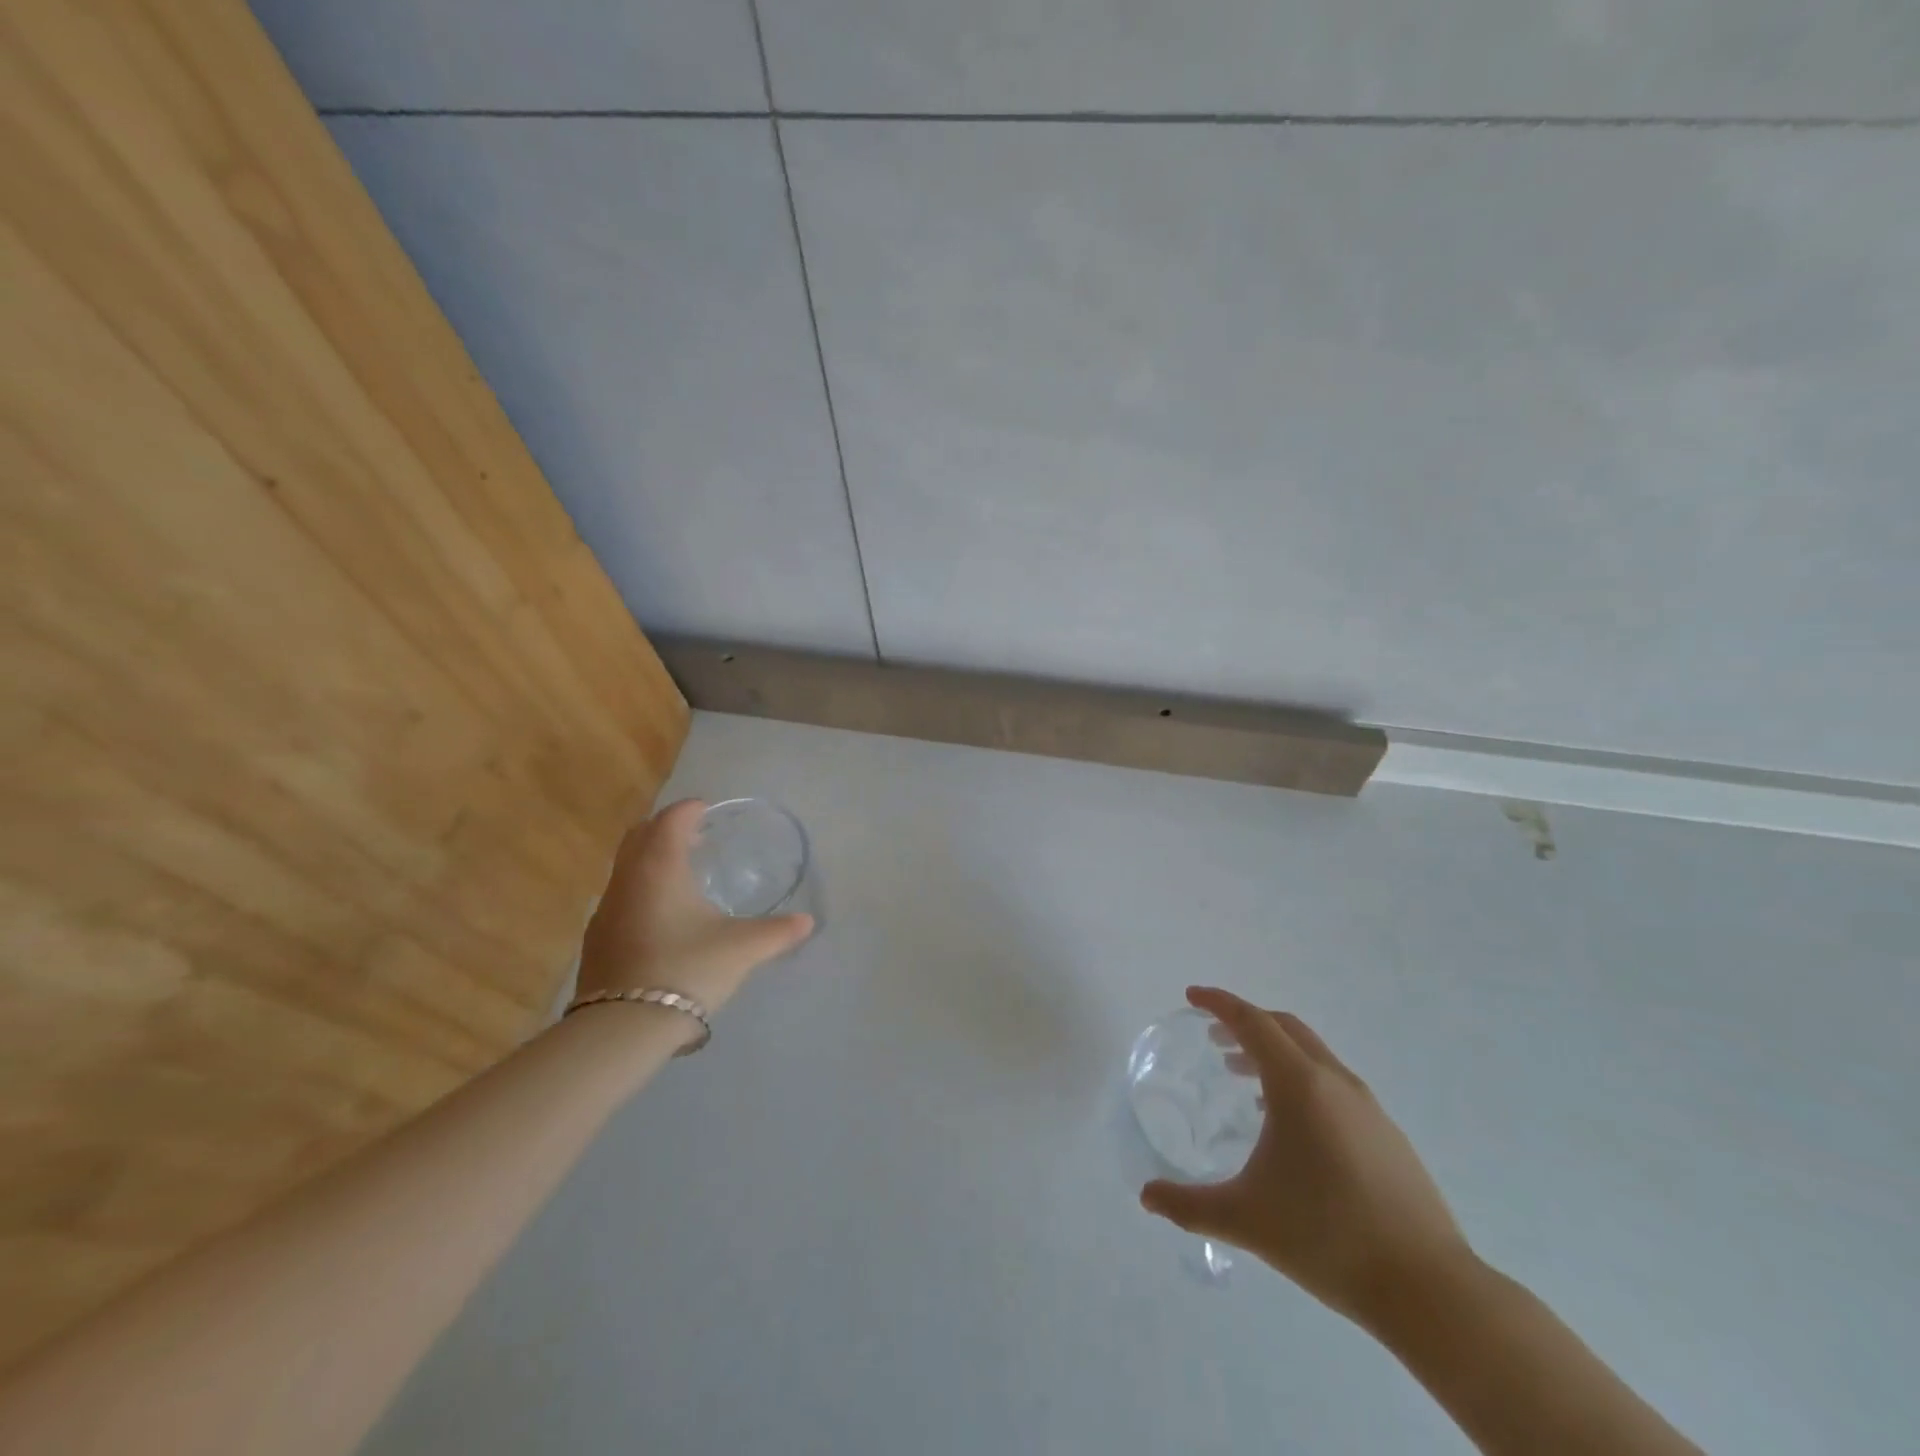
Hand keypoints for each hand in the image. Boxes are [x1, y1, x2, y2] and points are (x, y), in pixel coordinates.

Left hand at [576, 800, 813, 1016]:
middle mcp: (627, 879)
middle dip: (666, 827)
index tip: (707, 809)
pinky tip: (662, 917)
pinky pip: (620, 895)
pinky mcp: (597, 938)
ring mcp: (606, 909)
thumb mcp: (742, 948)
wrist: (623, 1027)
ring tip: (682, 875)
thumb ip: (778, 931)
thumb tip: (808, 922)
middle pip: (640, 835)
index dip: (690, 809)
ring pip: (626, 866)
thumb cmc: (687, 969)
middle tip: (696, 837)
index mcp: (660, 867)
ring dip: (651, 858)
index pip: (672, 820)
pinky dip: (641, 888)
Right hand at [1139, 986, 1472, 1328]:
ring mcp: (1367, 1106)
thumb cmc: (1327, 1238)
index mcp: (1299, 1085)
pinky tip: (1290, 1126)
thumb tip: (1146, 1196)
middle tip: (1213, 1038)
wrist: (1429, 1289)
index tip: (1191, 997)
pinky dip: (1301, 1080)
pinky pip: (1333, 1084)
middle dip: (1245, 1024)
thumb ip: (1188, 1205)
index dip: (1219, 1003)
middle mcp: (1334, 1081)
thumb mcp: (1245, 1219)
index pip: (1252, 1022)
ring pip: (1311, 1055)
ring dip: (1273, 1053)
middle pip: (1284, 1028)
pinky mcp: (1387, 1133)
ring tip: (1243, 1080)